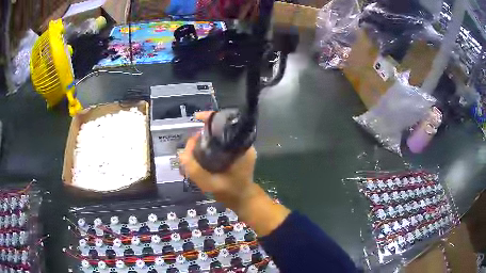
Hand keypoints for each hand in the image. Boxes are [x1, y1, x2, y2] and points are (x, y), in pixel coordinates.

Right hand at [179, 112, 257, 209]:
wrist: (243, 201)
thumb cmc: (230, 192)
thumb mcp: (209, 183)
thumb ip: (194, 169)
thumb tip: (182, 152)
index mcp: (241, 147)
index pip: (227, 124)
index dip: (211, 118)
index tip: (196, 118)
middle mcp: (243, 145)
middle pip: (222, 129)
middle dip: (204, 131)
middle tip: (191, 141)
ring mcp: (241, 149)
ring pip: (220, 137)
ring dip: (206, 138)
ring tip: (193, 147)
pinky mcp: (237, 154)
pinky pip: (221, 144)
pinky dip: (210, 145)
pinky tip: (200, 152)